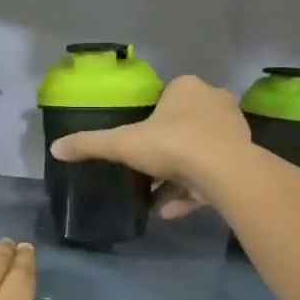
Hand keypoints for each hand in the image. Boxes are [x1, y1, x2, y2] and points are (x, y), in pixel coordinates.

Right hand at [48, 75, 251, 217]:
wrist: (225, 172)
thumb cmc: (172, 144)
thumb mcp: (122, 144)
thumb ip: (89, 144)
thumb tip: (55, 148)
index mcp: (187, 88)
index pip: (165, 98)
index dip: (149, 121)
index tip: (136, 143)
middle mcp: (214, 102)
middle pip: (182, 126)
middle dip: (163, 152)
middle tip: (145, 171)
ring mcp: (232, 130)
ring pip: (198, 153)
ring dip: (176, 177)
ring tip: (155, 200)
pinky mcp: (243, 159)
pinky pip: (211, 174)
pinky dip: (192, 191)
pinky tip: (171, 211)